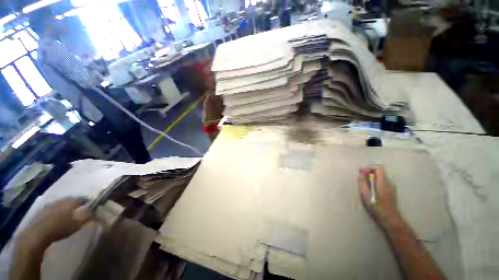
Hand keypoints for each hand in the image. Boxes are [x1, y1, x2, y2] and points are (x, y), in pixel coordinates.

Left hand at [18, 198, 91, 248]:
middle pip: (70, 199)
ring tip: (69, 209)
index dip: (86, 200)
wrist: (37, 234)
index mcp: (70, 203)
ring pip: (60, 203)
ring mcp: (50, 205)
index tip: (91, 201)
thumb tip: (96, 211)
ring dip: (65, 205)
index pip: (81, 199)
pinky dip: (57, 209)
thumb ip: (86, 217)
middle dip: (75, 201)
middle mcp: (60, 201)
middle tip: (80, 204)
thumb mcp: (76, 225)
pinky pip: (53, 207)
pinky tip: (57, 213)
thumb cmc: (60, 229)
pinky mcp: (42, 211)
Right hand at [358, 165, 400, 225]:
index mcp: (383, 182)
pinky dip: (378, 182)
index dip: (371, 167)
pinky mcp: (393, 190)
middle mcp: (389, 182)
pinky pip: (384, 182)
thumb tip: (361, 169)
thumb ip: (363, 180)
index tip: (364, 172)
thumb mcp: (365, 193)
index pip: (379, 168)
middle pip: (380, 172)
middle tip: (364, 180)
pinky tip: (374, 191)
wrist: (390, 217)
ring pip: (382, 177)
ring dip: (374, 178)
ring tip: (368, 186)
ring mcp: (392, 186)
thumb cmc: (376, 205)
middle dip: (371, 173)